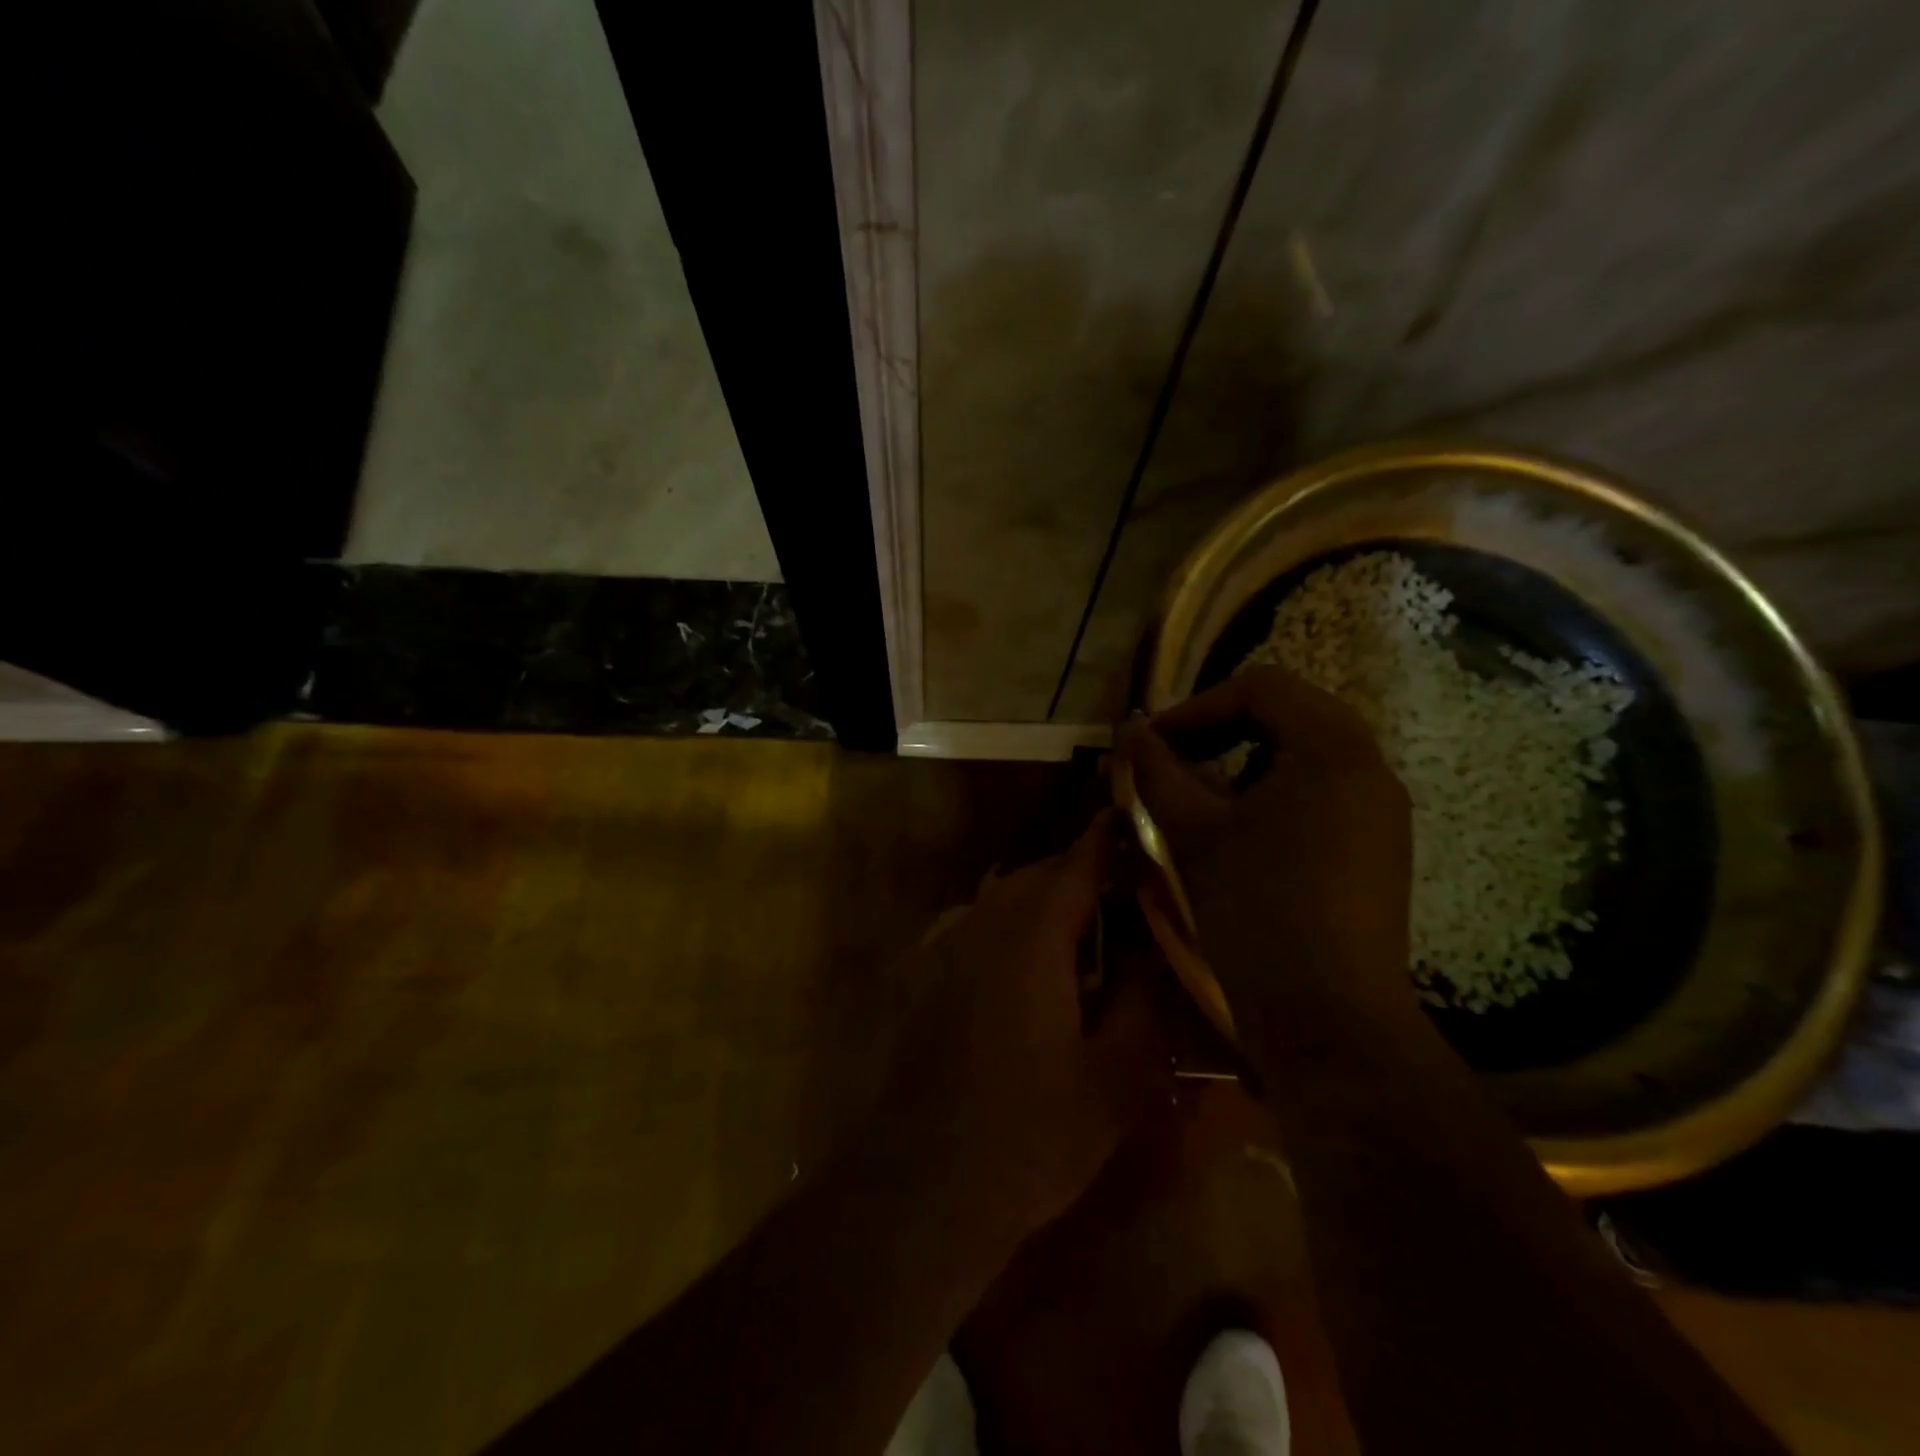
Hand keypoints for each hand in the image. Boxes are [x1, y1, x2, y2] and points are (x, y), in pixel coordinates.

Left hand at [872, 812, 1169, 1245]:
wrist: (921, 1185)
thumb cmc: (1028, 1137)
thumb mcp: (1116, 1080)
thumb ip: (1148, 1004)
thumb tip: (1165, 952)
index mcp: (1030, 936)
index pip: (1078, 862)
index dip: (1112, 838)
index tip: (1143, 823)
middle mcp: (982, 924)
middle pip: (1040, 875)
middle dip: (1086, 875)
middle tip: (1132, 899)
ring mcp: (946, 947)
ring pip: (1007, 899)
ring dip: (1049, 902)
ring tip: (1092, 935)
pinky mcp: (926, 974)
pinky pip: (980, 926)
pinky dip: (1015, 927)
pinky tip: (1037, 973)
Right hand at [1116, 668, 1415, 1040]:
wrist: (1329, 1021)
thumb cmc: (1258, 912)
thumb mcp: (1194, 834)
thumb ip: (1158, 772)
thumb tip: (1130, 733)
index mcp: (1332, 749)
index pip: (1261, 687)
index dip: (1196, 707)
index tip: (1151, 745)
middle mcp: (1369, 768)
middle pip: (1288, 714)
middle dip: (1219, 731)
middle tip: (1170, 762)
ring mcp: (1380, 812)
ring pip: (1304, 756)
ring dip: (1243, 762)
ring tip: (1197, 798)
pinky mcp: (1377, 849)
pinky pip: (1320, 794)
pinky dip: (1272, 794)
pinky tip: (1237, 834)